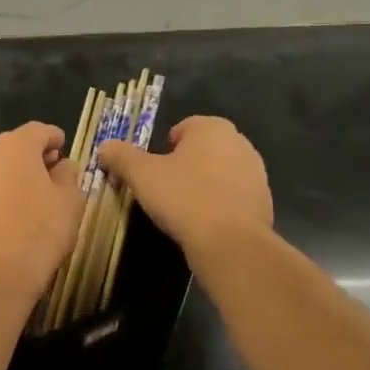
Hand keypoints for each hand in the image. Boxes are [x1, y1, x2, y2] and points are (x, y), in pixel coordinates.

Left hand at [0, 122, 83, 287]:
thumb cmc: (40, 231)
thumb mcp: (70, 201)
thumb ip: (68, 175)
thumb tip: (62, 166)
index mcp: (14, 147)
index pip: (37, 130)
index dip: (53, 137)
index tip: (64, 149)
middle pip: (13, 149)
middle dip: (32, 158)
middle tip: (51, 176)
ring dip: (12, 179)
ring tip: (30, 201)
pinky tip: (9, 219)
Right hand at [98, 116, 272, 258]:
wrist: (230, 242)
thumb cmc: (183, 197)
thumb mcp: (141, 175)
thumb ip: (121, 156)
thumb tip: (104, 147)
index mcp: (212, 128)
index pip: (184, 127)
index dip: (165, 147)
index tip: (154, 170)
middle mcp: (239, 143)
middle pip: (204, 149)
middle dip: (186, 164)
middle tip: (166, 188)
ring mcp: (257, 173)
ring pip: (221, 172)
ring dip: (205, 184)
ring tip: (185, 208)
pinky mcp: (265, 202)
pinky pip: (235, 197)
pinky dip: (221, 204)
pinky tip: (206, 224)